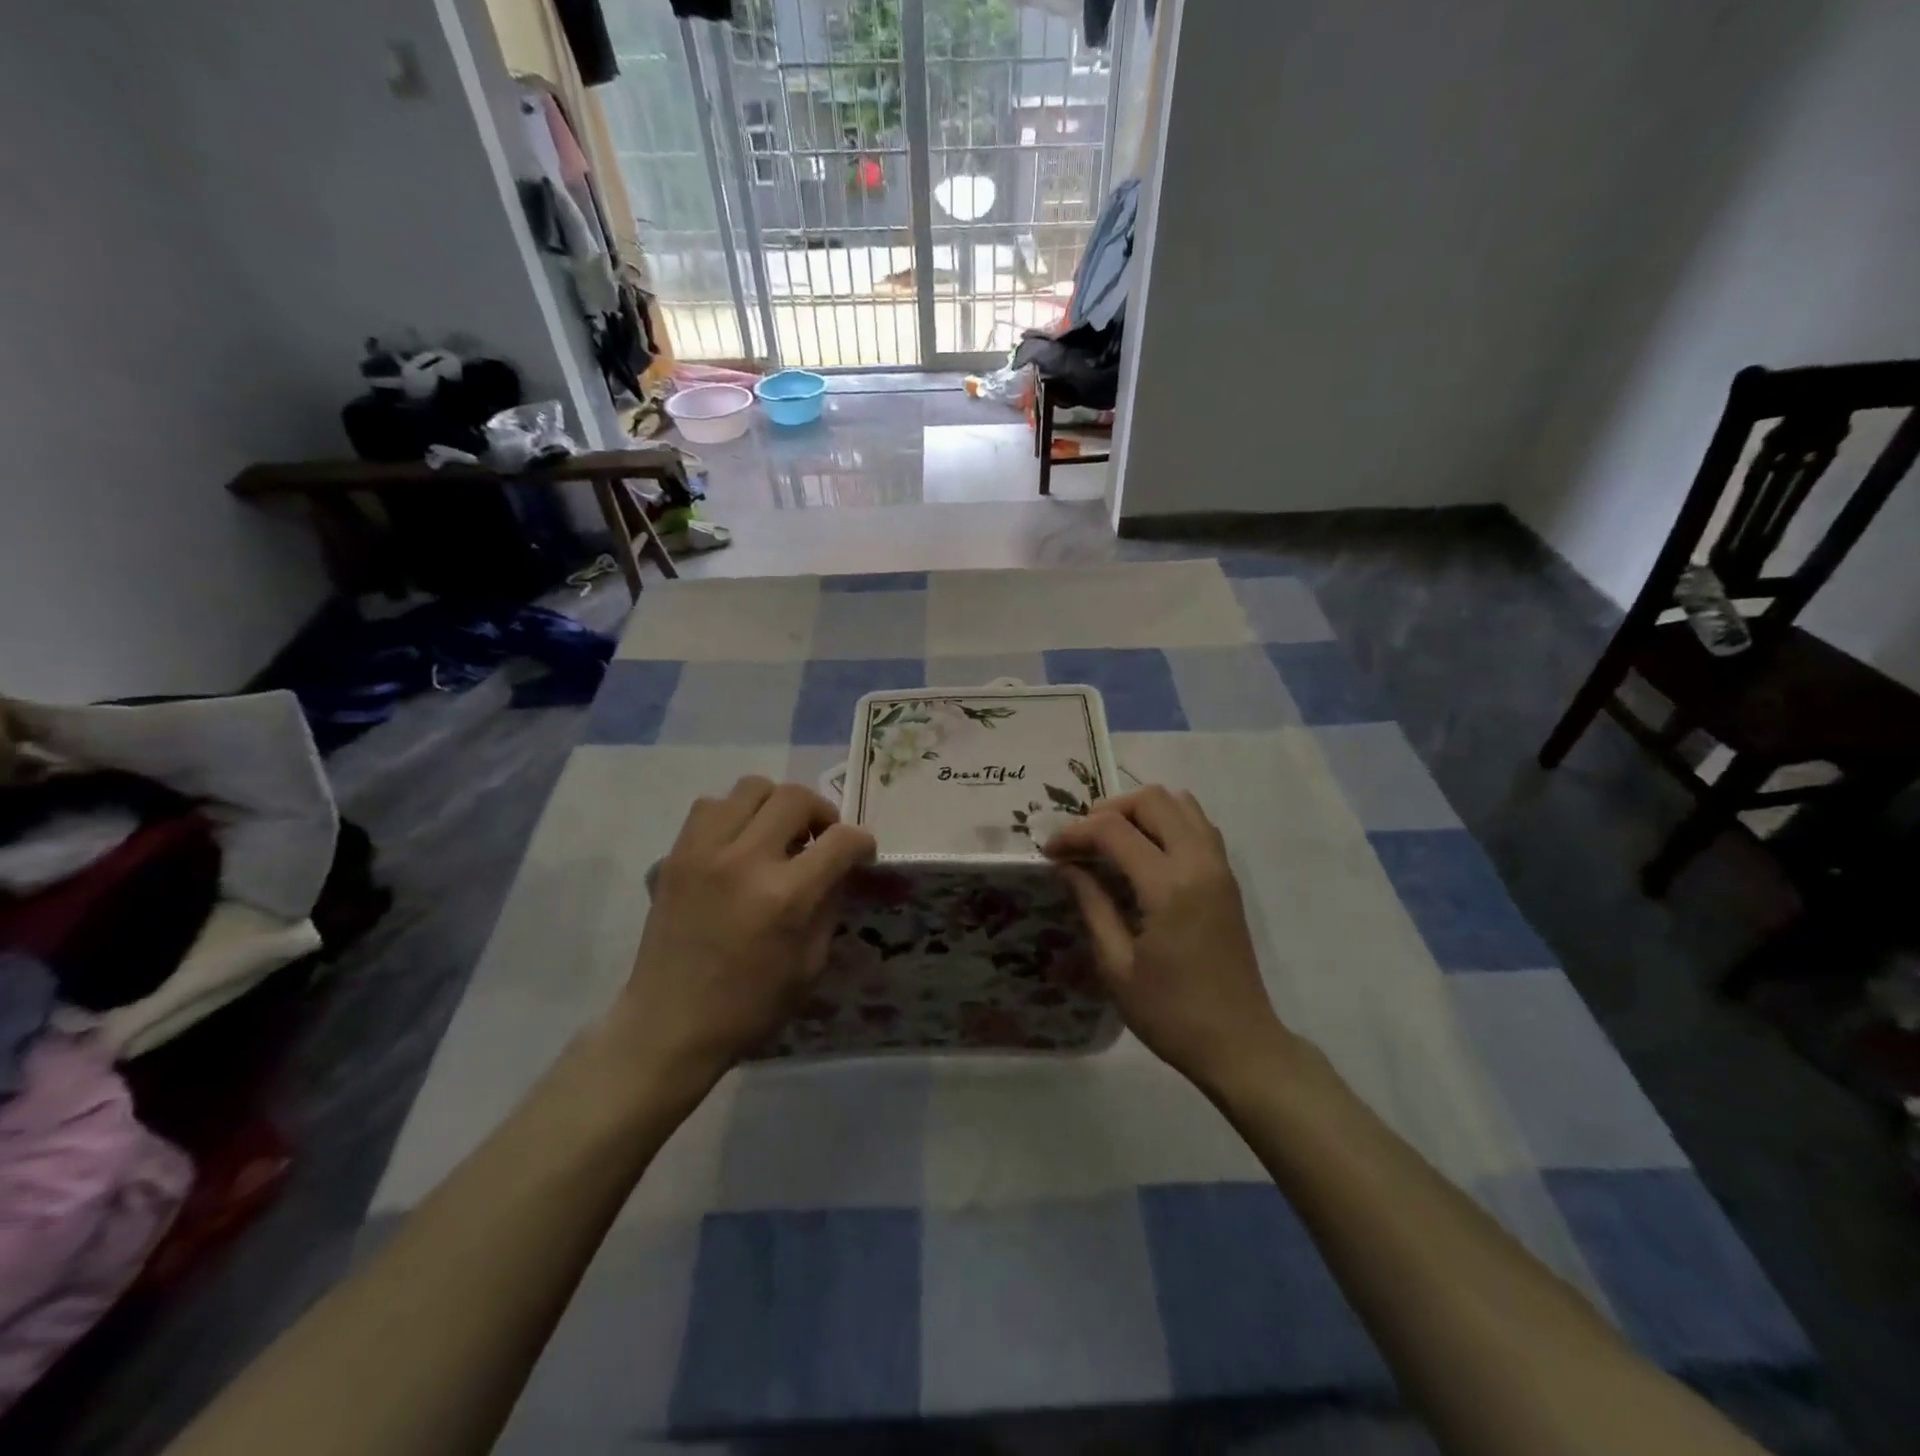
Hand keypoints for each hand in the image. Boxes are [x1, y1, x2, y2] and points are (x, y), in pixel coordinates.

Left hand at [616, 777, 874, 1081]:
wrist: (669, 1026)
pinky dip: (733, 814)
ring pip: (751, 787)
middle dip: (822, 813)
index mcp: (786, 896)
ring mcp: (704, 852)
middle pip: (795, 797)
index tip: (861, 854)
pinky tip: (737, 844)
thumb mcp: (810, 965)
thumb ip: (829, 906)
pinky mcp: (675, 855)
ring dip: (774, 806)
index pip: (841, 840)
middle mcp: (745, 860)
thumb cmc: (749, 1007)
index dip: (862, 843)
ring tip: (775, 836)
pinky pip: (710, 806)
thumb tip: (838, 870)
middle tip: (820, 840)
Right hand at [1044, 786, 1293, 1090]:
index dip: (1075, 832)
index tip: (1050, 851)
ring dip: (1141, 811)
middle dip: (1108, 809)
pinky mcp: (1228, 878)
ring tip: (1111, 840)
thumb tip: (1068, 866)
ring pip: (1181, 803)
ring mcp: (1220, 867)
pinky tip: (1145, 853)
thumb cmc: (1171, 1014)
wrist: (1239, 1044)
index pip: (1114, 830)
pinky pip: (1198, 824)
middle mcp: (1199, 863)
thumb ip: (1092, 905)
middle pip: (1152, 799)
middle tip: (1081, 840)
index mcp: (1169, 887)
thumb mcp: (1117, 966)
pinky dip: (1167, 822)